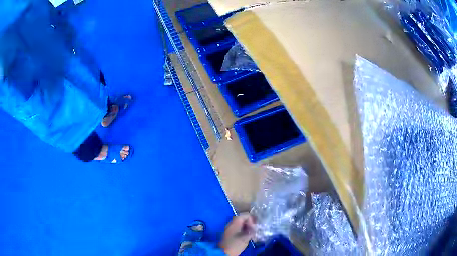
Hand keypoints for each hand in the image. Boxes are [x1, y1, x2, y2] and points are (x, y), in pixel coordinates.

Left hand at [218, 213, 255, 255]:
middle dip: (249, 223)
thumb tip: (254, 227)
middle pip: (242, 219)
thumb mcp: (245, 237)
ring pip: (239, 224)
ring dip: (246, 227)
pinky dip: (242, 231)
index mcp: (234, 222)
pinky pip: (237, 228)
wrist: (223, 252)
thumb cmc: (234, 244)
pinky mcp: (229, 234)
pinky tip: (245, 236)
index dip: (251, 219)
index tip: (253, 227)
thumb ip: (251, 231)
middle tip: (253, 230)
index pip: (244, 215)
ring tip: (251, 233)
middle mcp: (231, 223)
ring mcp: (229, 228)